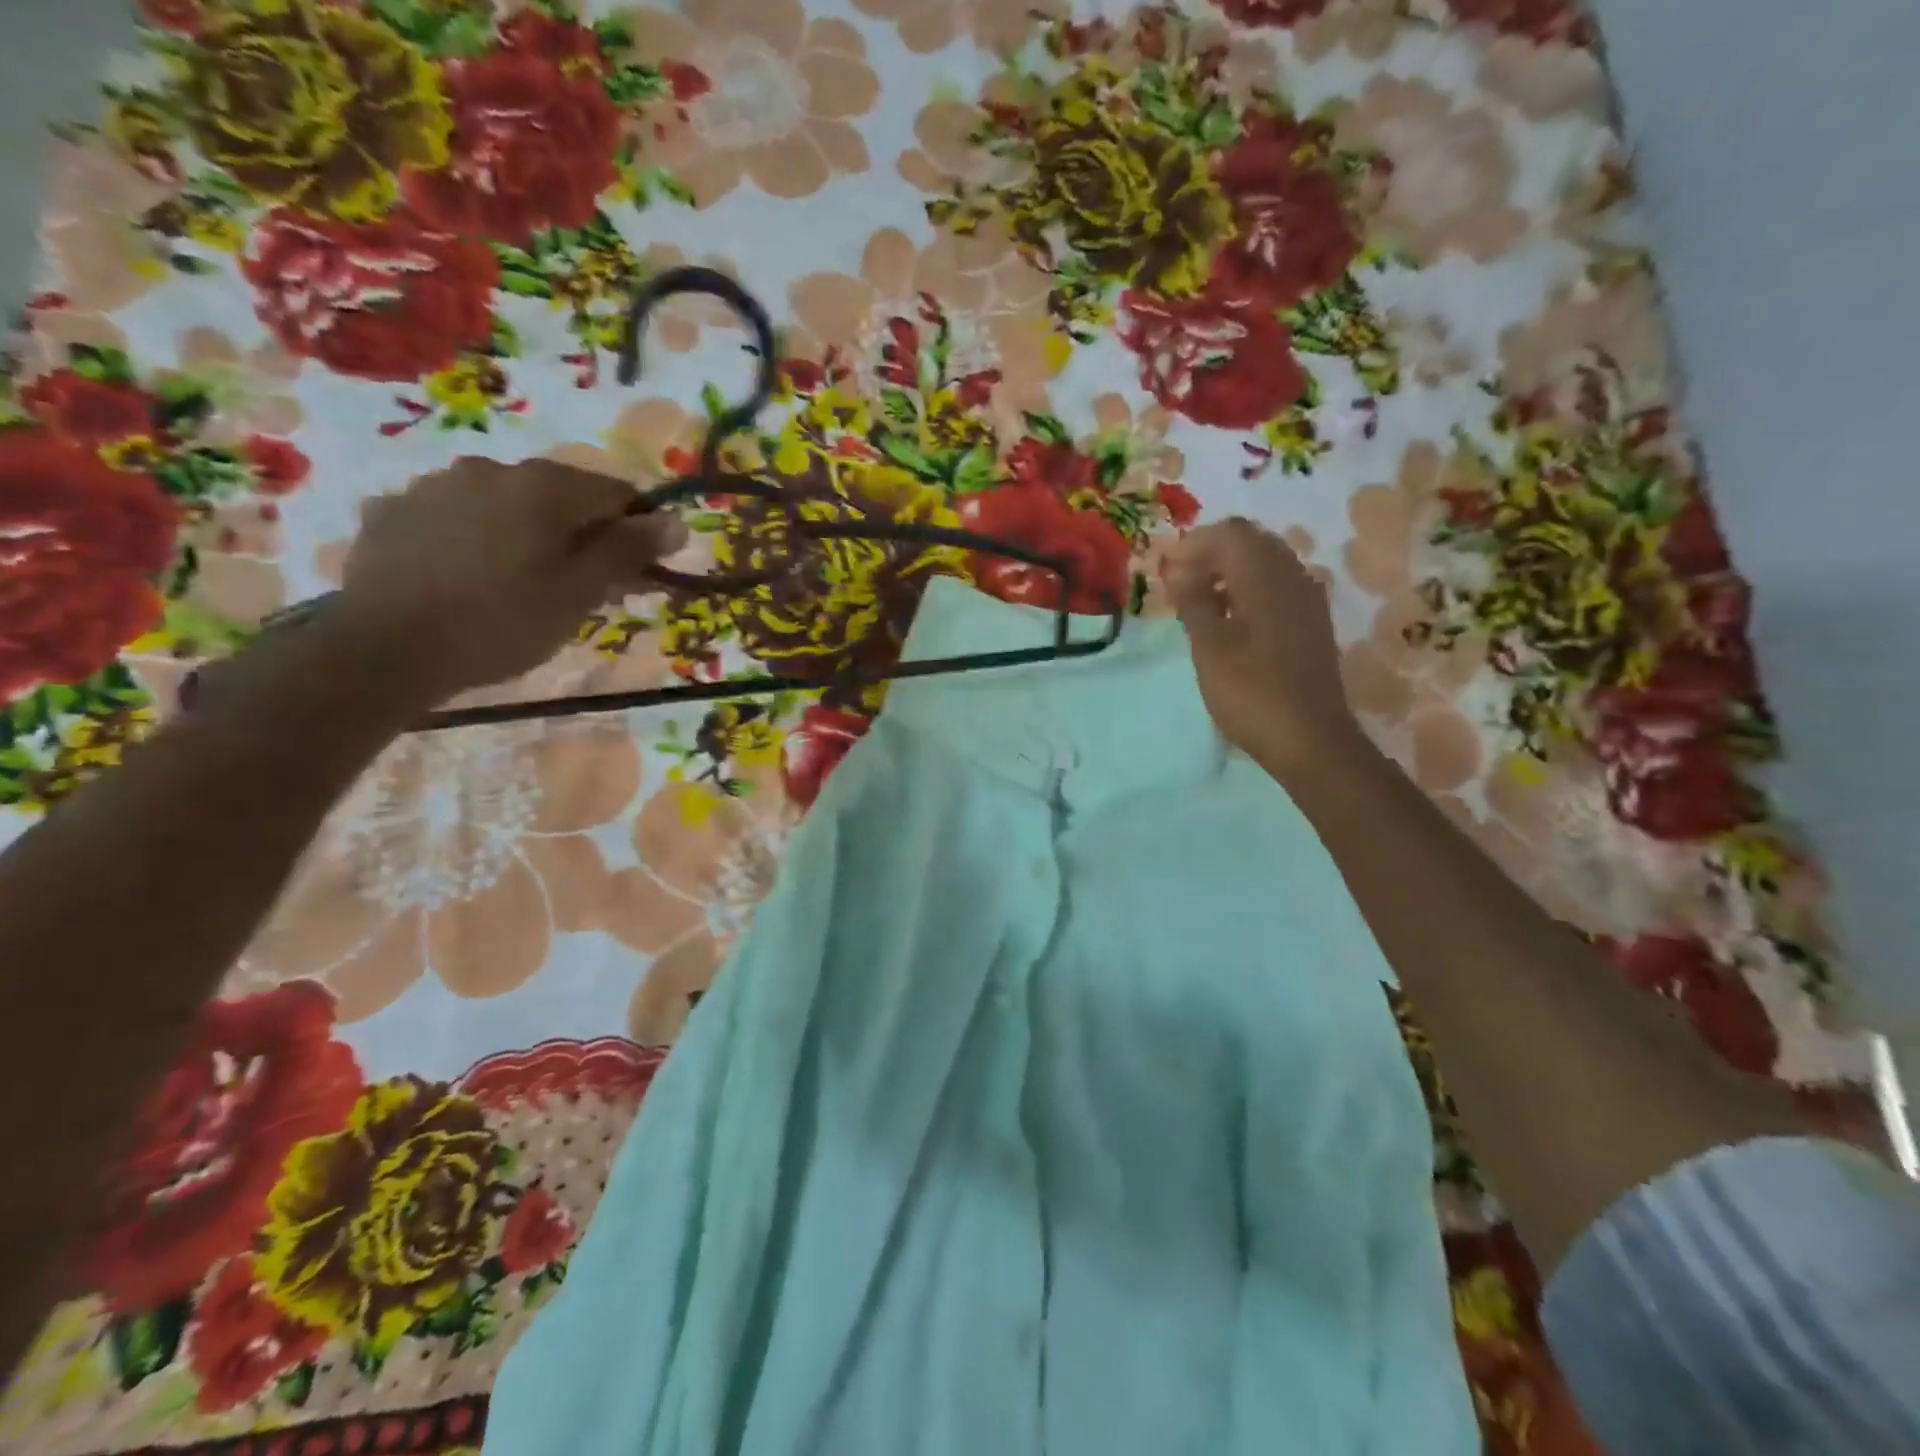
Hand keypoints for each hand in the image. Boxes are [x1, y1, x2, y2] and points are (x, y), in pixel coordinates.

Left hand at [334, 458, 685, 705]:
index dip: (637, 531)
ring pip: (507, 504)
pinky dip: (476, 538)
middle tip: (581, 588)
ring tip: (519, 585)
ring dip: (528, 534)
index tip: (636, 574)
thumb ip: (629, 551)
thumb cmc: (502, 623)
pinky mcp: (394, 510)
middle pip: (560, 496)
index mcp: (543, 486)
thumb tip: (676, 522)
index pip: (616, 493)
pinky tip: (468, 577)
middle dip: (581, 535)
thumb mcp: (580, 592)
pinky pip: (457, 517)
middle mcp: (491, 468)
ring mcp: (435, 485)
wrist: (384, 650)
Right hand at [1165, 517, 1362, 780]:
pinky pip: (1277, 586)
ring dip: (1229, 572)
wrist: (1311, 739)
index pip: (1231, 533)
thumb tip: (1179, 571)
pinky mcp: (1311, 622)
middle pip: (1250, 542)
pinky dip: (1248, 590)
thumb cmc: (1252, 693)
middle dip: (1211, 554)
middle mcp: (1293, 577)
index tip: (1167, 571)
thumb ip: (1193, 603)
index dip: (1194, 544)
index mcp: (1266, 578)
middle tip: (1179, 584)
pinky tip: (1229, 620)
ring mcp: (1307, 600)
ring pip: (1265, 563)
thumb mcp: (1210, 648)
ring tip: (1198, 603)